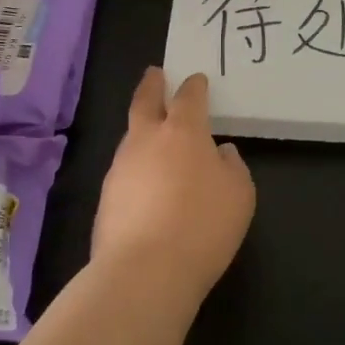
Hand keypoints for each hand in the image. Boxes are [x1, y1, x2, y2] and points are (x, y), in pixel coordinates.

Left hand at [94, 68, 255, 298]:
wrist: (145, 270)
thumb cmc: (204, 225)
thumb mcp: (239, 194)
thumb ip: (232, 167)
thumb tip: (220, 153)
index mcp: (183, 132)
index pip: (188, 98)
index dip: (194, 87)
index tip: (196, 79)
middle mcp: (146, 141)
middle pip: (145, 103)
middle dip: (152, 85)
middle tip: (155, 74)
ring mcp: (120, 168)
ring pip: (131, 137)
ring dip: (142, 129)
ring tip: (154, 134)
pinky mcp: (105, 198)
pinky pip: (125, 171)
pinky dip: (137, 167)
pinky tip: (147, 183)